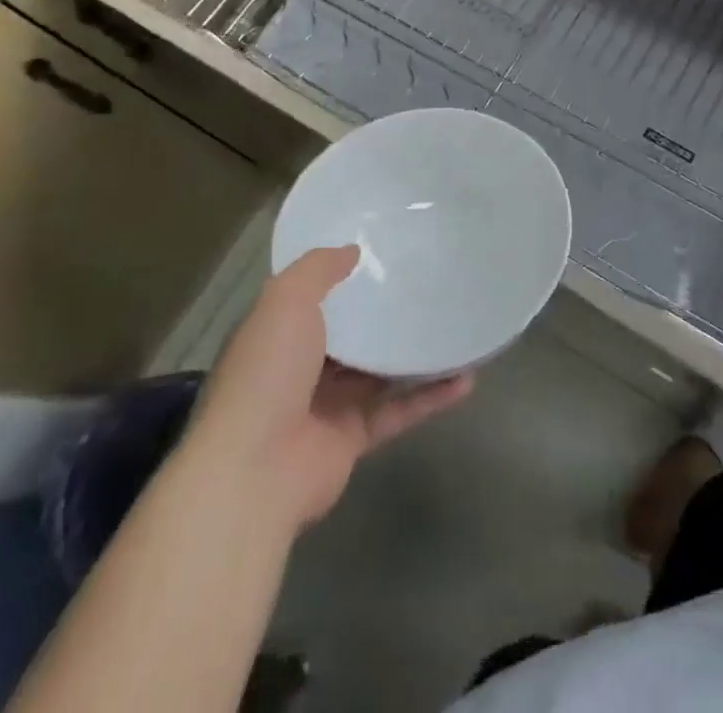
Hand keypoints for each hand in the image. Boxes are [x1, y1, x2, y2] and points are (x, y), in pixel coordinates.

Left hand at [189, 246, 473, 529]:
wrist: (256, 470)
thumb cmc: (267, 372)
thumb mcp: (286, 300)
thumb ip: (318, 269)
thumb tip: (352, 251)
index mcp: (279, 334)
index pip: (312, 299)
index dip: (342, 277)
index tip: (382, 253)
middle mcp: (301, 368)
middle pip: (349, 334)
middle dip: (382, 312)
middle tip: (428, 283)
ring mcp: (328, 405)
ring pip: (380, 371)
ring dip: (415, 353)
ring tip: (454, 325)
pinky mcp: (354, 438)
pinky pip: (399, 409)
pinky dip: (431, 396)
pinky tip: (467, 378)